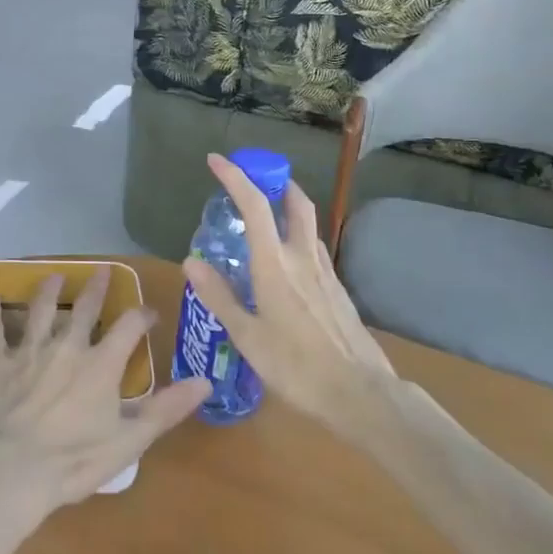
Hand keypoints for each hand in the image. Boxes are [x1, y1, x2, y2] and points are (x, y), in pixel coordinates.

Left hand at [0, 268, 210, 511]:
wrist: (10, 470)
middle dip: (95, 289)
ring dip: (47, 292)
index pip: (129, 327)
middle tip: (101, 270)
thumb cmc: (74, 460)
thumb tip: (206, 381)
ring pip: (40, 312)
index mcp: (101, 364)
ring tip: (52, 276)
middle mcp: (67, 347)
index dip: (141, 316)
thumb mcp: (130, 440)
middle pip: (84, 309)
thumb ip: (167, 409)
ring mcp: (29, 352)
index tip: (149, 313)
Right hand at [182, 154, 395, 427]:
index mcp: (275, 264)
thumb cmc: (296, 367)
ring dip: (289, 206)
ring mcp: (326, 272)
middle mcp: (303, 257)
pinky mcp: (338, 290)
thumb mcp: (247, 337)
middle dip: (275, 181)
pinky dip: (298, 237)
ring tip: (267, 215)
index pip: (255, 205)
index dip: (235, 177)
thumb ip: (220, 296)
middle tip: (254, 179)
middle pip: (295, 202)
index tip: (216, 160)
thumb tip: (191, 261)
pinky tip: (288, 261)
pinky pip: (315, 249)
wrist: (361, 393)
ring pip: (308, 224)